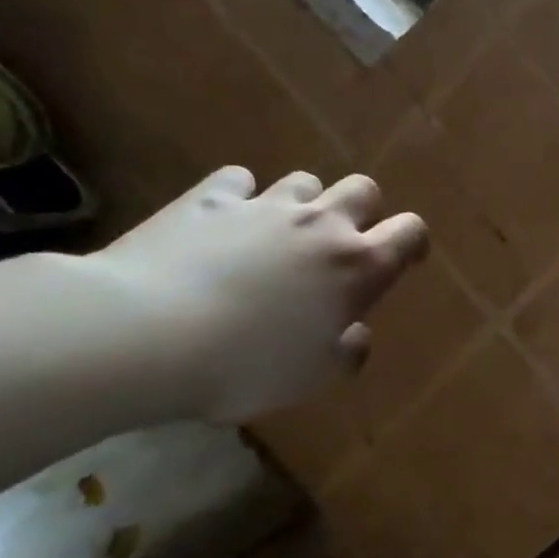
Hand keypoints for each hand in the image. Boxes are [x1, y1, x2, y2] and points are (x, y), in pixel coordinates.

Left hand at [87, 166, 428, 422]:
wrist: (146, 335)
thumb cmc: (246, 365)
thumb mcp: (312, 377)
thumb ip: (348, 353)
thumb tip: (355, 332)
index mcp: (358, 267)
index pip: (410, 232)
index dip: (412, 243)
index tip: (402, 260)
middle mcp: (321, 224)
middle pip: (363, 190)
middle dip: (361, 211)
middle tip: (339, 245)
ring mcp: (265, 206)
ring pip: (304, 181)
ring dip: (302, 203)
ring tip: (279, 234)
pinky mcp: (209, 199)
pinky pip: (238, 180)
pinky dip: (240, 196)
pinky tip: (225, 221)